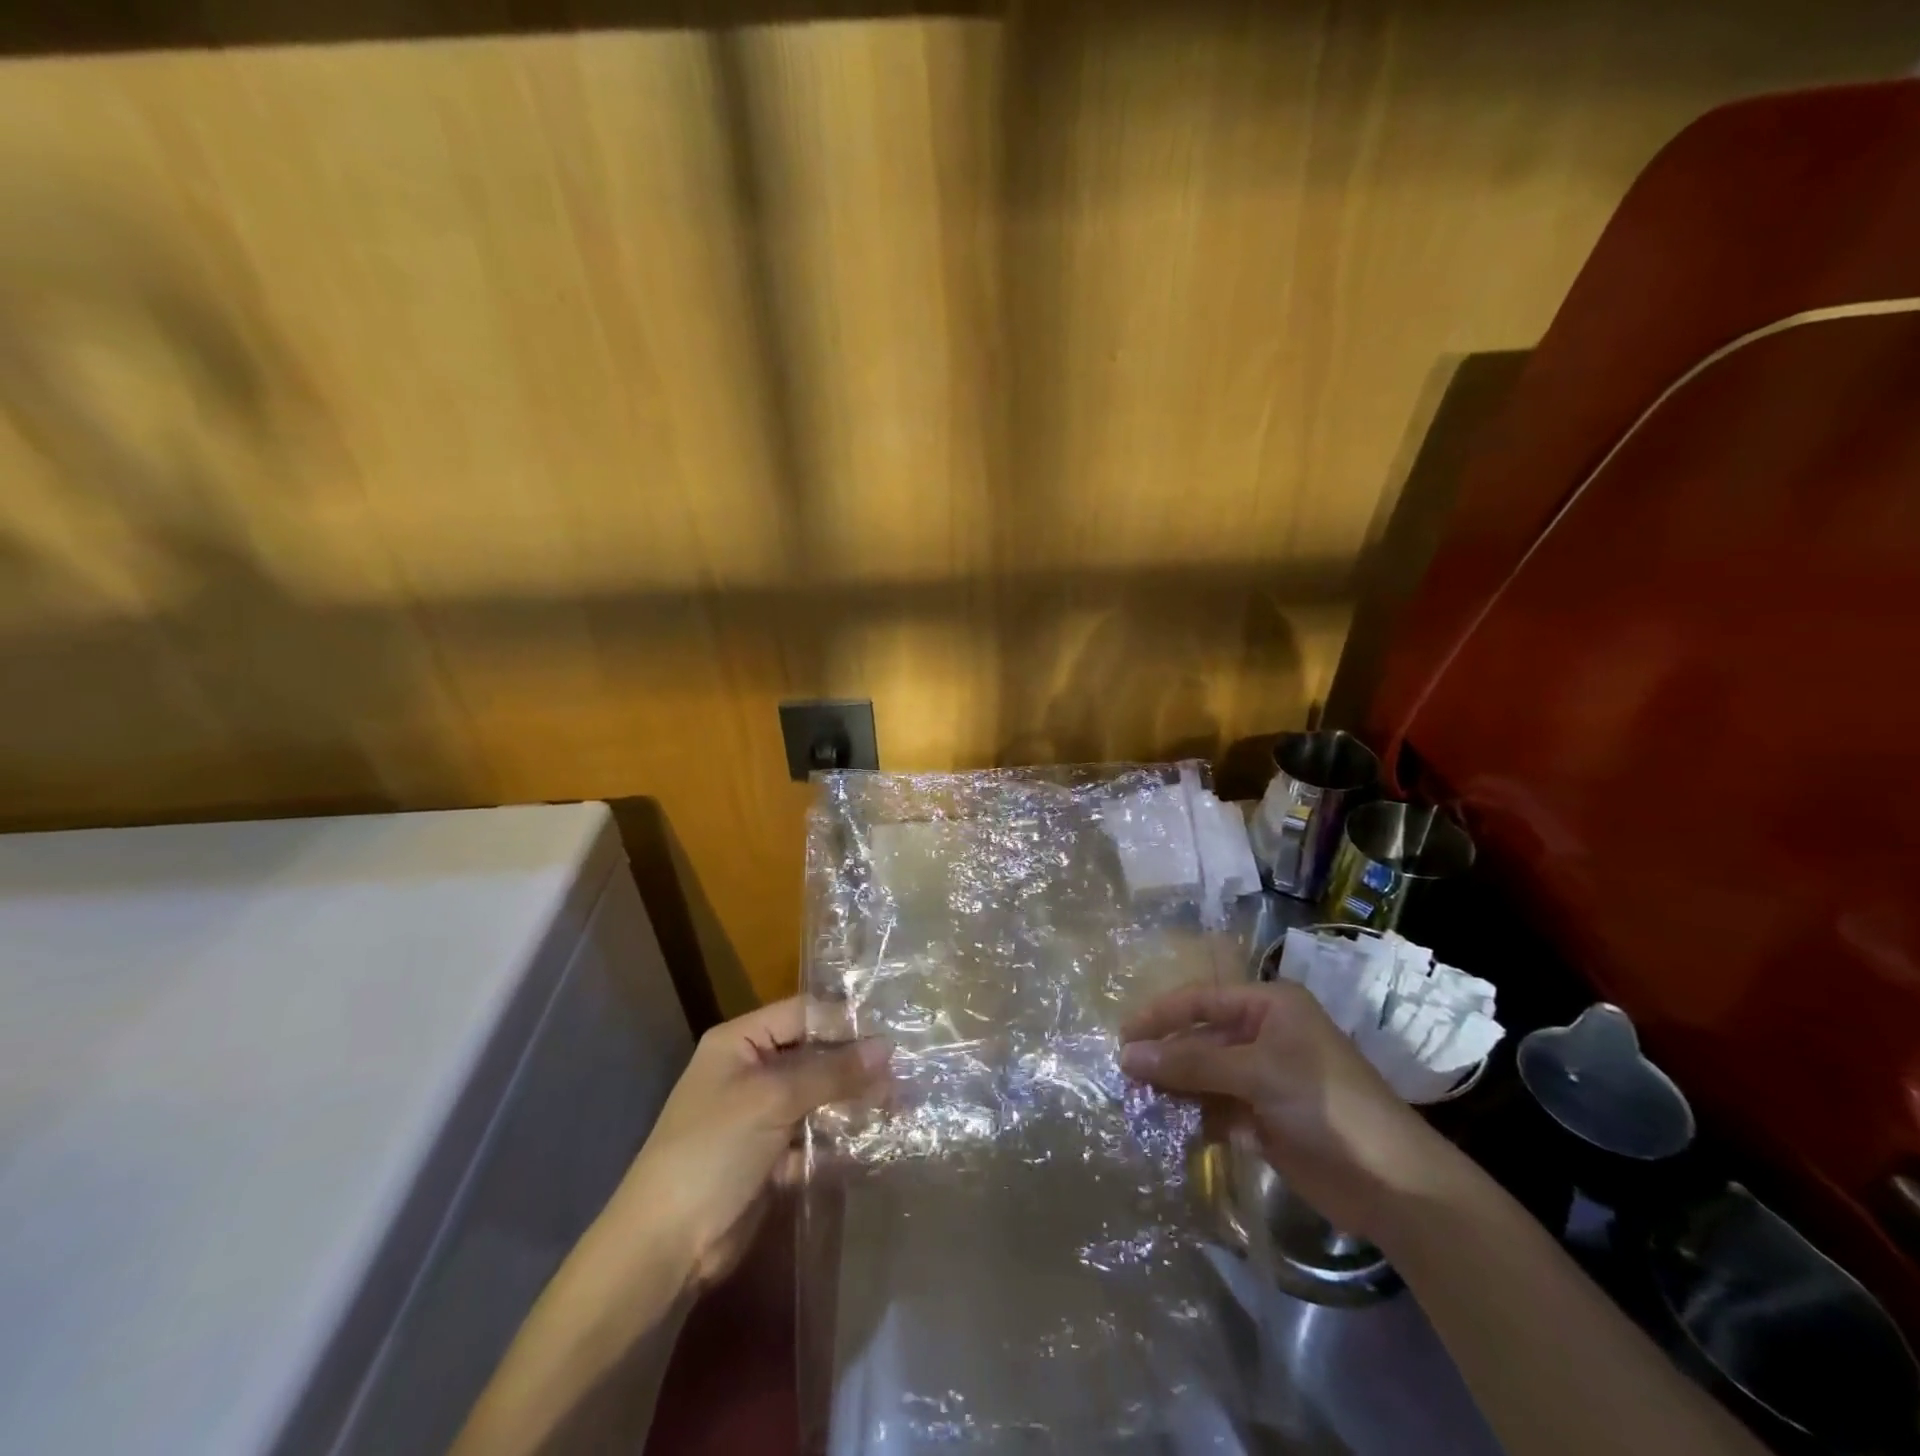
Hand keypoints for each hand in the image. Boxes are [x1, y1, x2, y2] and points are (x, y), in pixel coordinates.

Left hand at [606, 997, 888, 1290]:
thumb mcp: (773, 1099)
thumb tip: (886, 1048)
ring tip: (898, 1106)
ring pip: (818, 1096)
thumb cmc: (712, 1151)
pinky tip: (871, 1141)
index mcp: (741, 1041)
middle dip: (855, 1065)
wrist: (664, 1247)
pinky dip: (837, 1138)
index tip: (892, 1032)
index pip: (803, 1013)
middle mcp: (752, 1069)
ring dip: (852, 1103)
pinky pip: (813, 1134)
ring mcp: (762, 1114)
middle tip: (904, 1073)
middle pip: (814, 1054)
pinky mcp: (771, 1154)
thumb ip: (831, 1072)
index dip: (845, 1020)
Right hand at [1119, 980, 1461, 1242]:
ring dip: (1175, 1089)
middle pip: (1200, 1038)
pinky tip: (1170, 1130)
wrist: (1394, 1186)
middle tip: (1124, 1077)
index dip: (1160, 1016)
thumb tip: (1128, 1056)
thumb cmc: (1327, 1106)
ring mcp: (1264, 1077)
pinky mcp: (1264, 1117)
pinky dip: (1194, 1117)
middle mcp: (1264, 1034)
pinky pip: (1217, 1107)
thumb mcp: (1257, 1072)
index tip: (1122, 1038)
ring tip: (1138, 1105)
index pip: (1201, 1000)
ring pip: (1204, 1074)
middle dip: (1165, 1057)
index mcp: (1269, 1006)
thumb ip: (1191, 1062)